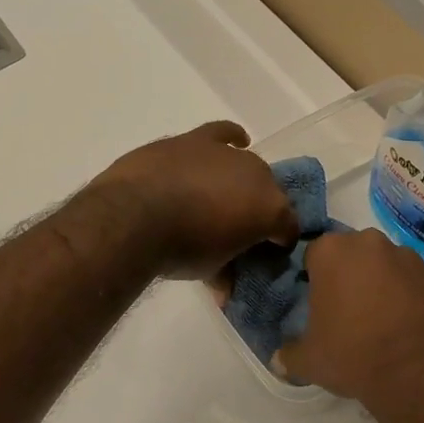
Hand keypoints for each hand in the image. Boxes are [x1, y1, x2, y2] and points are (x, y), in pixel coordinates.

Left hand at [89, 121, 298, 279]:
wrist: (136, 215)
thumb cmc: (180, 249)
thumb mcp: (210, 272)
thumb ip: (225, 275)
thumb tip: (225, 289)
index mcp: (270, 210)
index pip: (288, 228)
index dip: (279, 243)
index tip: (265, 255)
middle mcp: (258, 175)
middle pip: (270, 193)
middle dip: (260, 211)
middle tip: (240, 230)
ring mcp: (227, 153)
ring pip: (248, 165)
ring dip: (243, 181)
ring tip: (228, 197)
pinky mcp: (197, 140)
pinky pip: (224, 133)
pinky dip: (231, 138)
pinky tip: (235, 142)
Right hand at [277, 229, 423, 407]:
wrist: (417, 374)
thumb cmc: (352, 355)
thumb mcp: (309, 360)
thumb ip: (289, 354)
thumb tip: (278, 360)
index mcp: (333, 252)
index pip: (314, 254)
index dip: (314, 277)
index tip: (318, 301)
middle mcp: (371, 244)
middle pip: (353, 253)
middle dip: (350, 274)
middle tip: (348, 310)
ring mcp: (410, 258)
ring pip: (387, 264)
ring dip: (382, 283)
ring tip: (382, 320)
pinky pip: (416, 283)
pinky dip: (411, 297)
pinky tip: (408, 326)